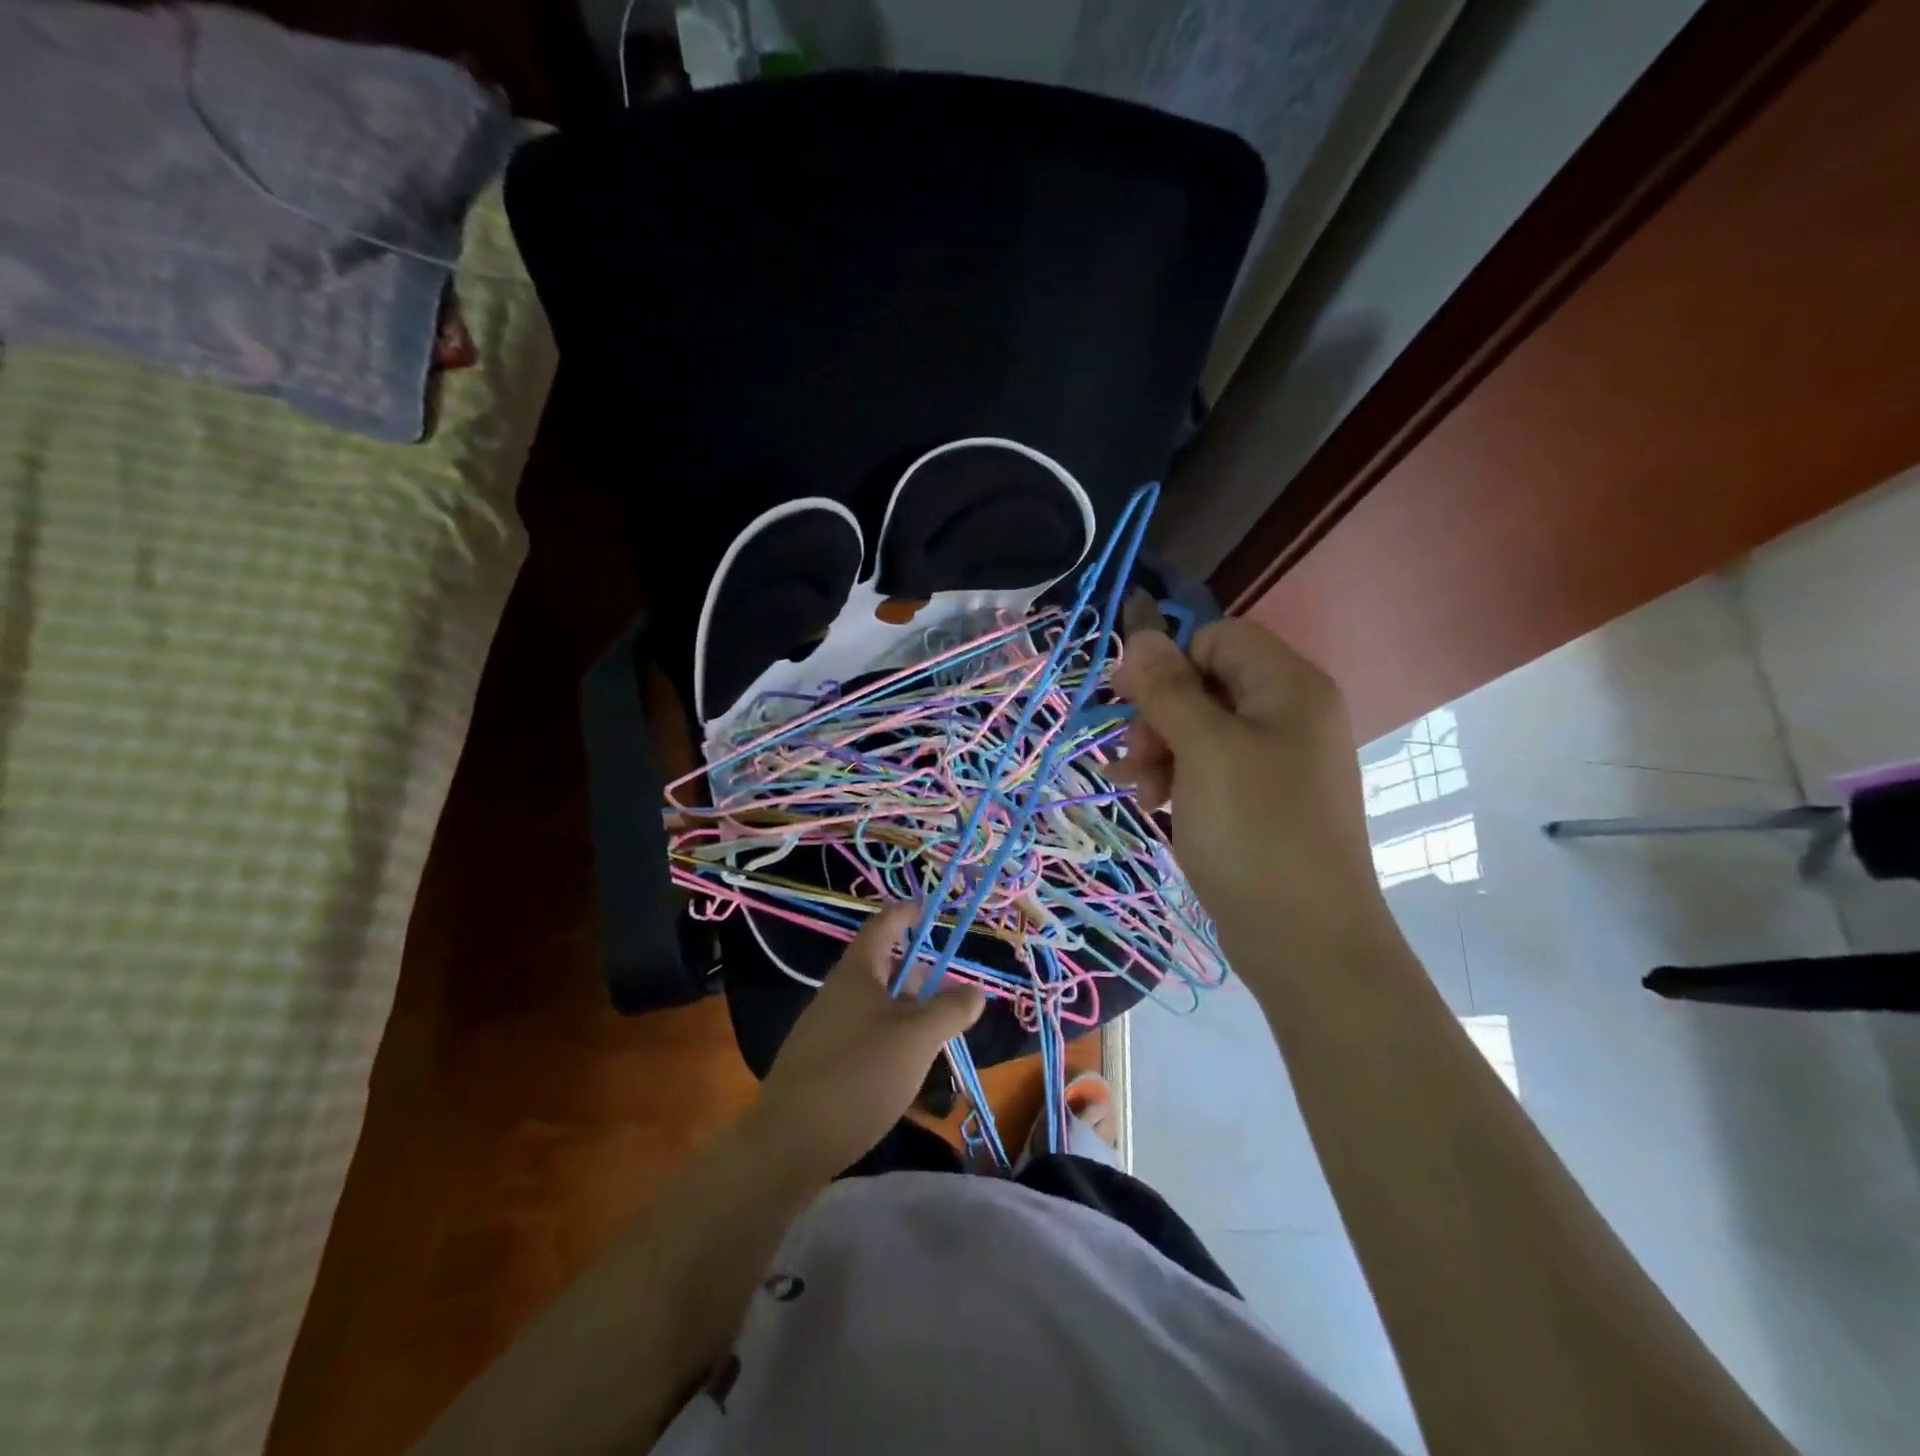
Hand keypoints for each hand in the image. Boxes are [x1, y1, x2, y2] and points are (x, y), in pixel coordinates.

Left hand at [751, 903, 985, 1179]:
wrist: (789, 1143)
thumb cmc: (859, 1074)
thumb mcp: (917, 1038)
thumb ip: (950, 1010)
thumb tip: (975, 991)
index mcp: (857, 973)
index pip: (883, 925)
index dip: (906, 913)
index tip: (928, 909)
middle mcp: (837, 993)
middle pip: (882, 968)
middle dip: (918, 976)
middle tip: (951, 995)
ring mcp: (825, 1028)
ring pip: (875, 1006)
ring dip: (907, 1012)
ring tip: (937, 1037)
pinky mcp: (821, 1063)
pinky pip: (863, 1035)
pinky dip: (890, 1039)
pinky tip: (905, 1070)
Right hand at [1110, 620, 1392, 968]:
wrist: (1305, 940)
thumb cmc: (1255, 832)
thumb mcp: (1204, 751)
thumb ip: (1169, 689)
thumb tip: (1142, 634)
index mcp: (1289, 687)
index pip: (1219, 638)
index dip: (1171, 663)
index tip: (1129, 701)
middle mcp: (1290, 713)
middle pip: (1206, 682)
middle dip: (1159, 715)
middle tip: (1135, 758)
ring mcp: (1279, 758)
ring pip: (1201, 727)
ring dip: (1160, 750)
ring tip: (1139, 791)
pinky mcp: (1263, 797)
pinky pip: (1211, 765)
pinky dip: (1177, 777)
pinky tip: (1153, 804)